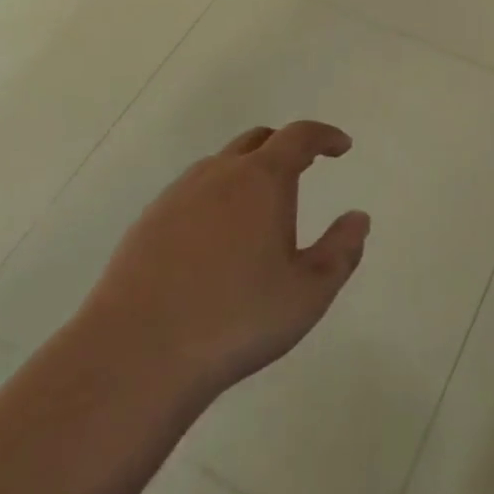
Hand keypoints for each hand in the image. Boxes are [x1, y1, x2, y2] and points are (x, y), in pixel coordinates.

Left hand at [80, 121, 370, 401]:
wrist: (135, 356)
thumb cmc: (236, 319)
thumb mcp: (308, 293)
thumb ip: (341, 251)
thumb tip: (358, 218)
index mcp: (262, 179)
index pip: (299, 137)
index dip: (324, 136)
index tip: (341, 146)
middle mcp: (219, 174)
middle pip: (257, 141)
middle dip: (285, 147)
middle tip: (304, 168)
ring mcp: (177, 196)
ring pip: (220, 165)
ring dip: (247, 172)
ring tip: (259, 208)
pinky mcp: (146, 224)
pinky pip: (191, 194)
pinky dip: (214, 199)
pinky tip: (215, 240)